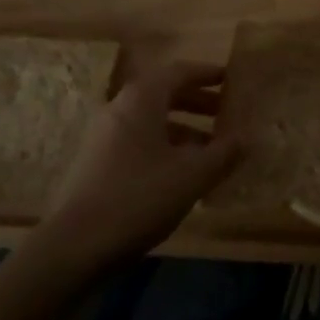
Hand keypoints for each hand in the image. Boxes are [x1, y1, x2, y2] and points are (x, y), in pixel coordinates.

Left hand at [41, 62, 240, 270]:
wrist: (74, 247)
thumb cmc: (139, 197)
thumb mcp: (192, 176)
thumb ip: (223, 154)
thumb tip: (245, 139)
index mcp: (141, 99)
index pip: (179, 72)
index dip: (207, 74)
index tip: (230, 79)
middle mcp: (119, 109)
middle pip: (163, 94)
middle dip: (197, 102)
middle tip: (225, 114)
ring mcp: (103, 137)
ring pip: (150, 121)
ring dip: (182, 129)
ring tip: (210, 150)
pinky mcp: (95, 164)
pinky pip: (138, 142)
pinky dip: (164, 147)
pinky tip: (181, 175)